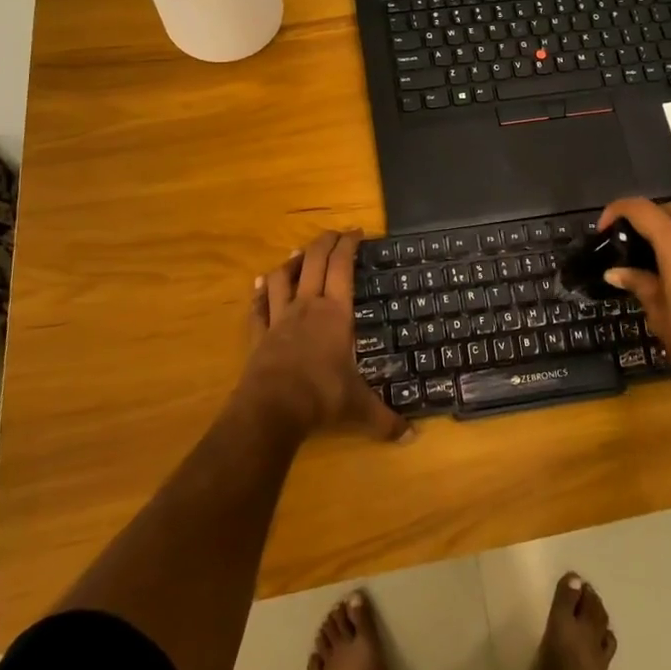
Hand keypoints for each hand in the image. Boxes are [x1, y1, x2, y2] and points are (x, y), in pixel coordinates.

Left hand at [242, 231, 411, 443]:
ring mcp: (279, 319)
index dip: (348, 245)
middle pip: (313, 262)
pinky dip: (259, 294)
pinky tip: (259, 285)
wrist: (272, 408)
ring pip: (282, 278)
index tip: (356, 232)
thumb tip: (413, 438)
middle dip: (324, 242)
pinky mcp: (258, 335)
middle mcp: (307, 307)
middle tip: (334, 234)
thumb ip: (385, 419)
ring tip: (296, 253)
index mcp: (335, 313)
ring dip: (290, 262)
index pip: (342, 267)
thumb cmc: (322, 396)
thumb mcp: (359, 407)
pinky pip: (257, 307)